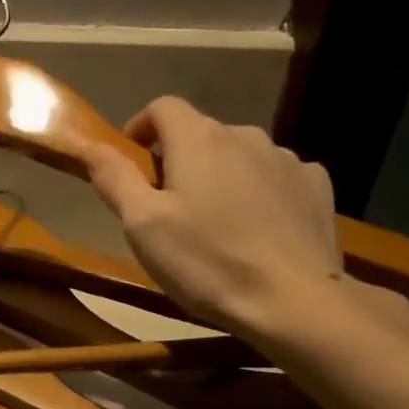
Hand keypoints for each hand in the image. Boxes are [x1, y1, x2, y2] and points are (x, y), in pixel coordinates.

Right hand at [83, 97, 344, 342]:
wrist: (294, 302)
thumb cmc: (207, 262)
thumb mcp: (143, 225)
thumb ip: (116, 179)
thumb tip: (92, 146)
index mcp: (199, 139)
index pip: (162, 107)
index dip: (141, 127)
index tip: (132, 161)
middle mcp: (245, 136)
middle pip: (201, 133)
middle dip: (179, 158)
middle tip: (167, 206)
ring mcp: (286, 160)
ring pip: (239, 155)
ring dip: (220, 175)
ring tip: (215, 221)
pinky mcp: (315, 187)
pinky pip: (275, 176)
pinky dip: (259, 190)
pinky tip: (257, 227)